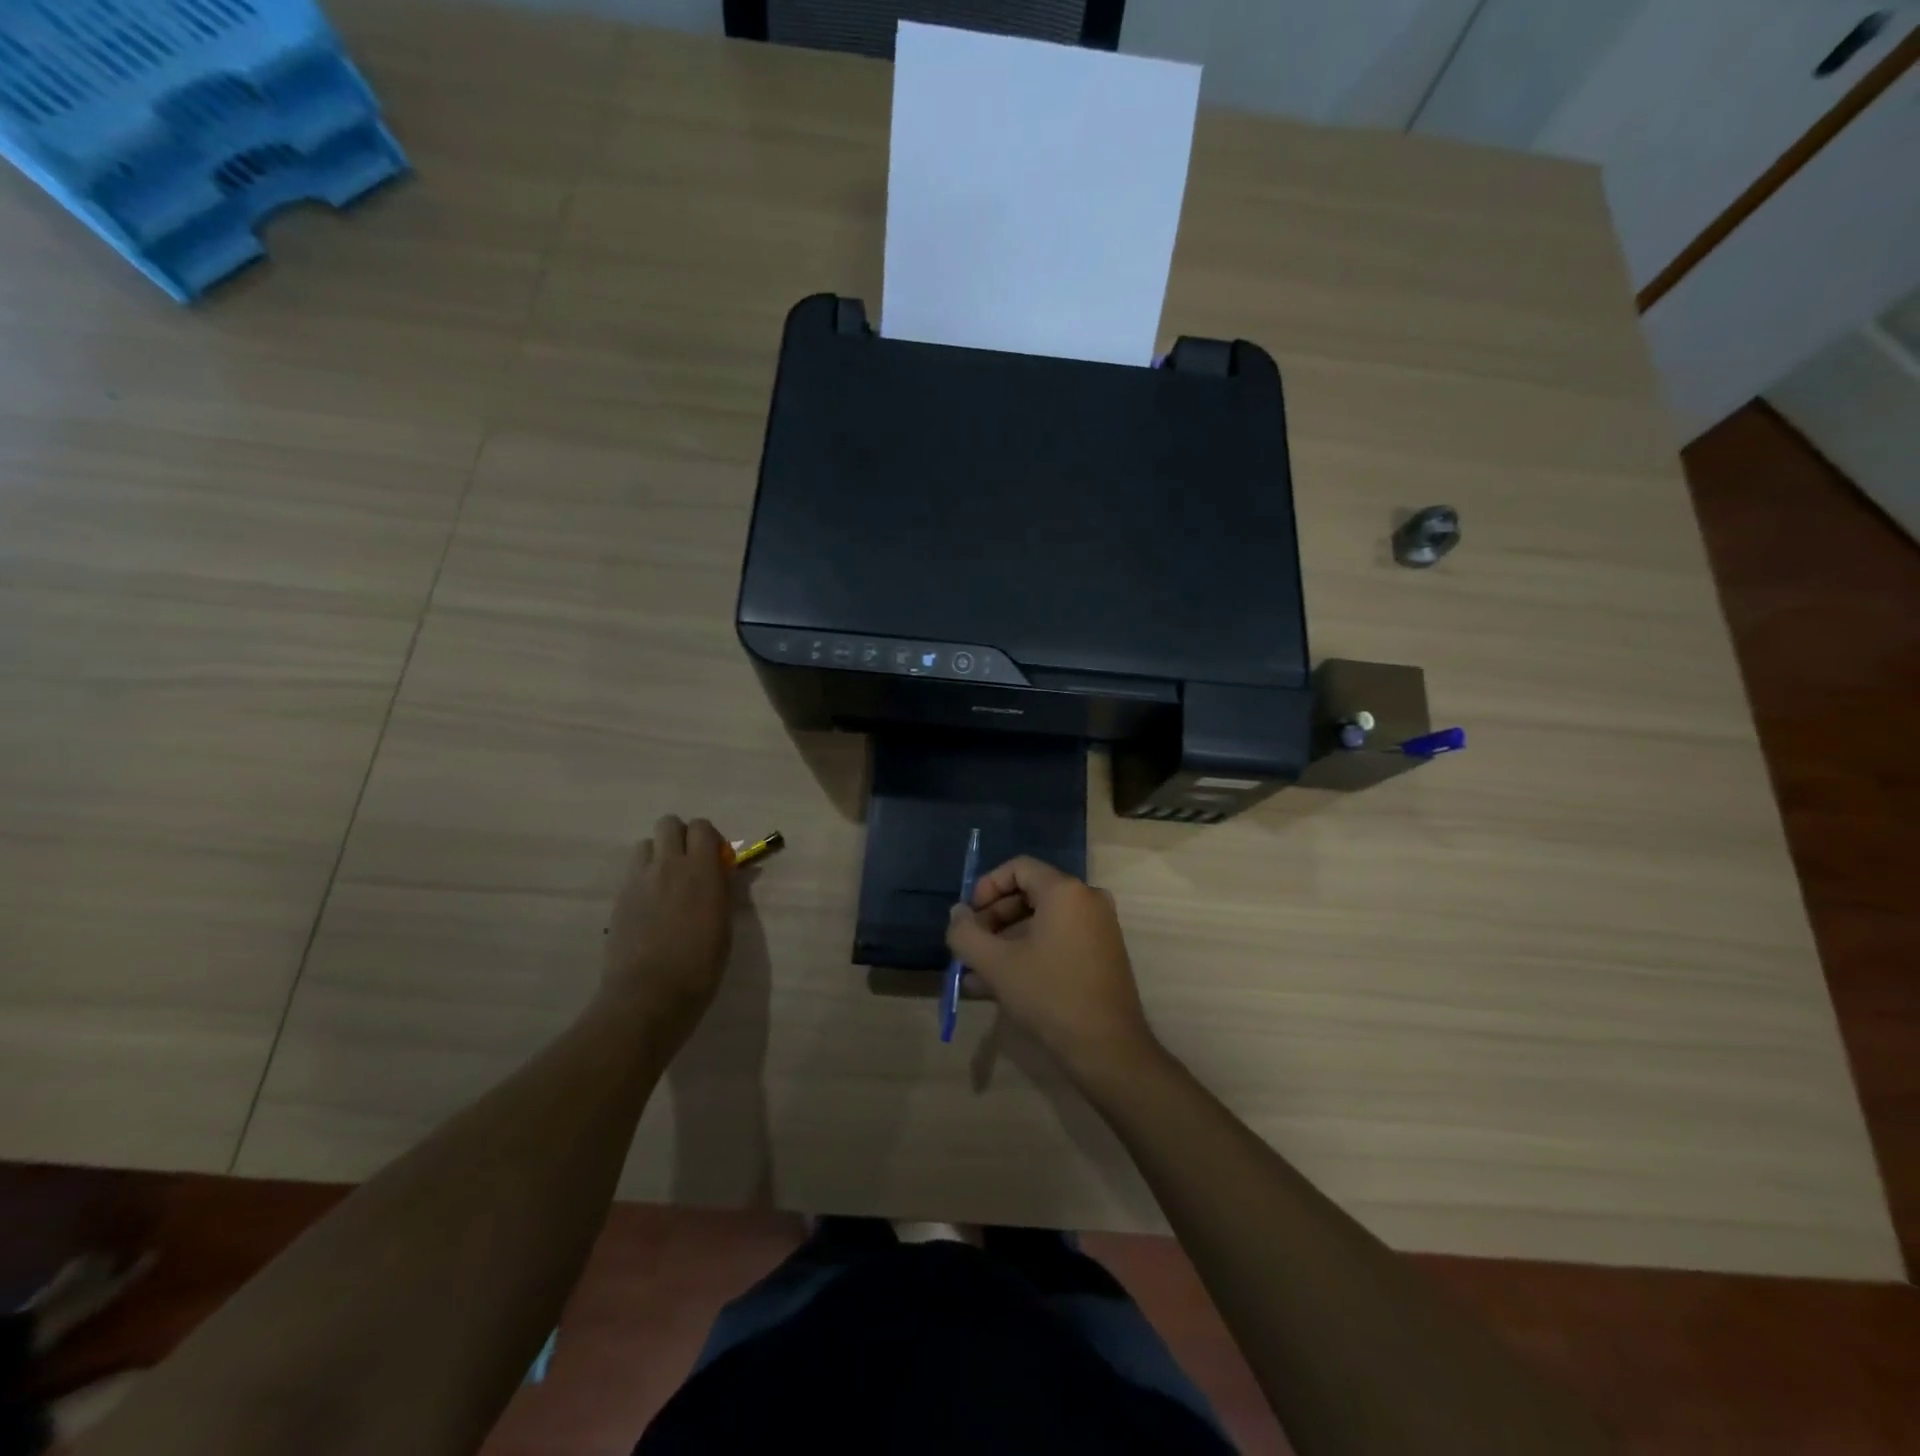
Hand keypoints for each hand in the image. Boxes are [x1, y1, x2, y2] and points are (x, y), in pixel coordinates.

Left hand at [603, 816, 732, 1045]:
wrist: (648, 996)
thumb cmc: (700, 965)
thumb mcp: (724, 926)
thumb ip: (722, 891)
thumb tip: (723, 872)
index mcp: (700, 870)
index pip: (701, 827)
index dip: (709, 838)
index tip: (716, 859)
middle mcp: (667, 866)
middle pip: (668, 824)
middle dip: (680, 837)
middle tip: (690, 864)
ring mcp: (638, 880)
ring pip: (645, 844)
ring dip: (658, 854)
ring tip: (667, 883)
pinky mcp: (619, 898)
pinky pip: (633, 871)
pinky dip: (644, 877)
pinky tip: (651, 906)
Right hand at [945, 857, 1161, 1089]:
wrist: (1107, 1048)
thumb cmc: (1049, 995)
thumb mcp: (996, 964)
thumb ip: (966, 933)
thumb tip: (957, 914)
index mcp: (1066, 891)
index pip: (1018, 868)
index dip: (986, 887)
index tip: (968, 916)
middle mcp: (1087, 900)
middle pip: (1030, 893)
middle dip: (994, 918)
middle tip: (971, 945)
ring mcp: (1099, 928)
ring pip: (1042, 922)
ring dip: (1006, 941)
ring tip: (976, 972)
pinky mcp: (1102, 954)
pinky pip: (1058, 940)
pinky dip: (1029, 952)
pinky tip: (1000, 985)